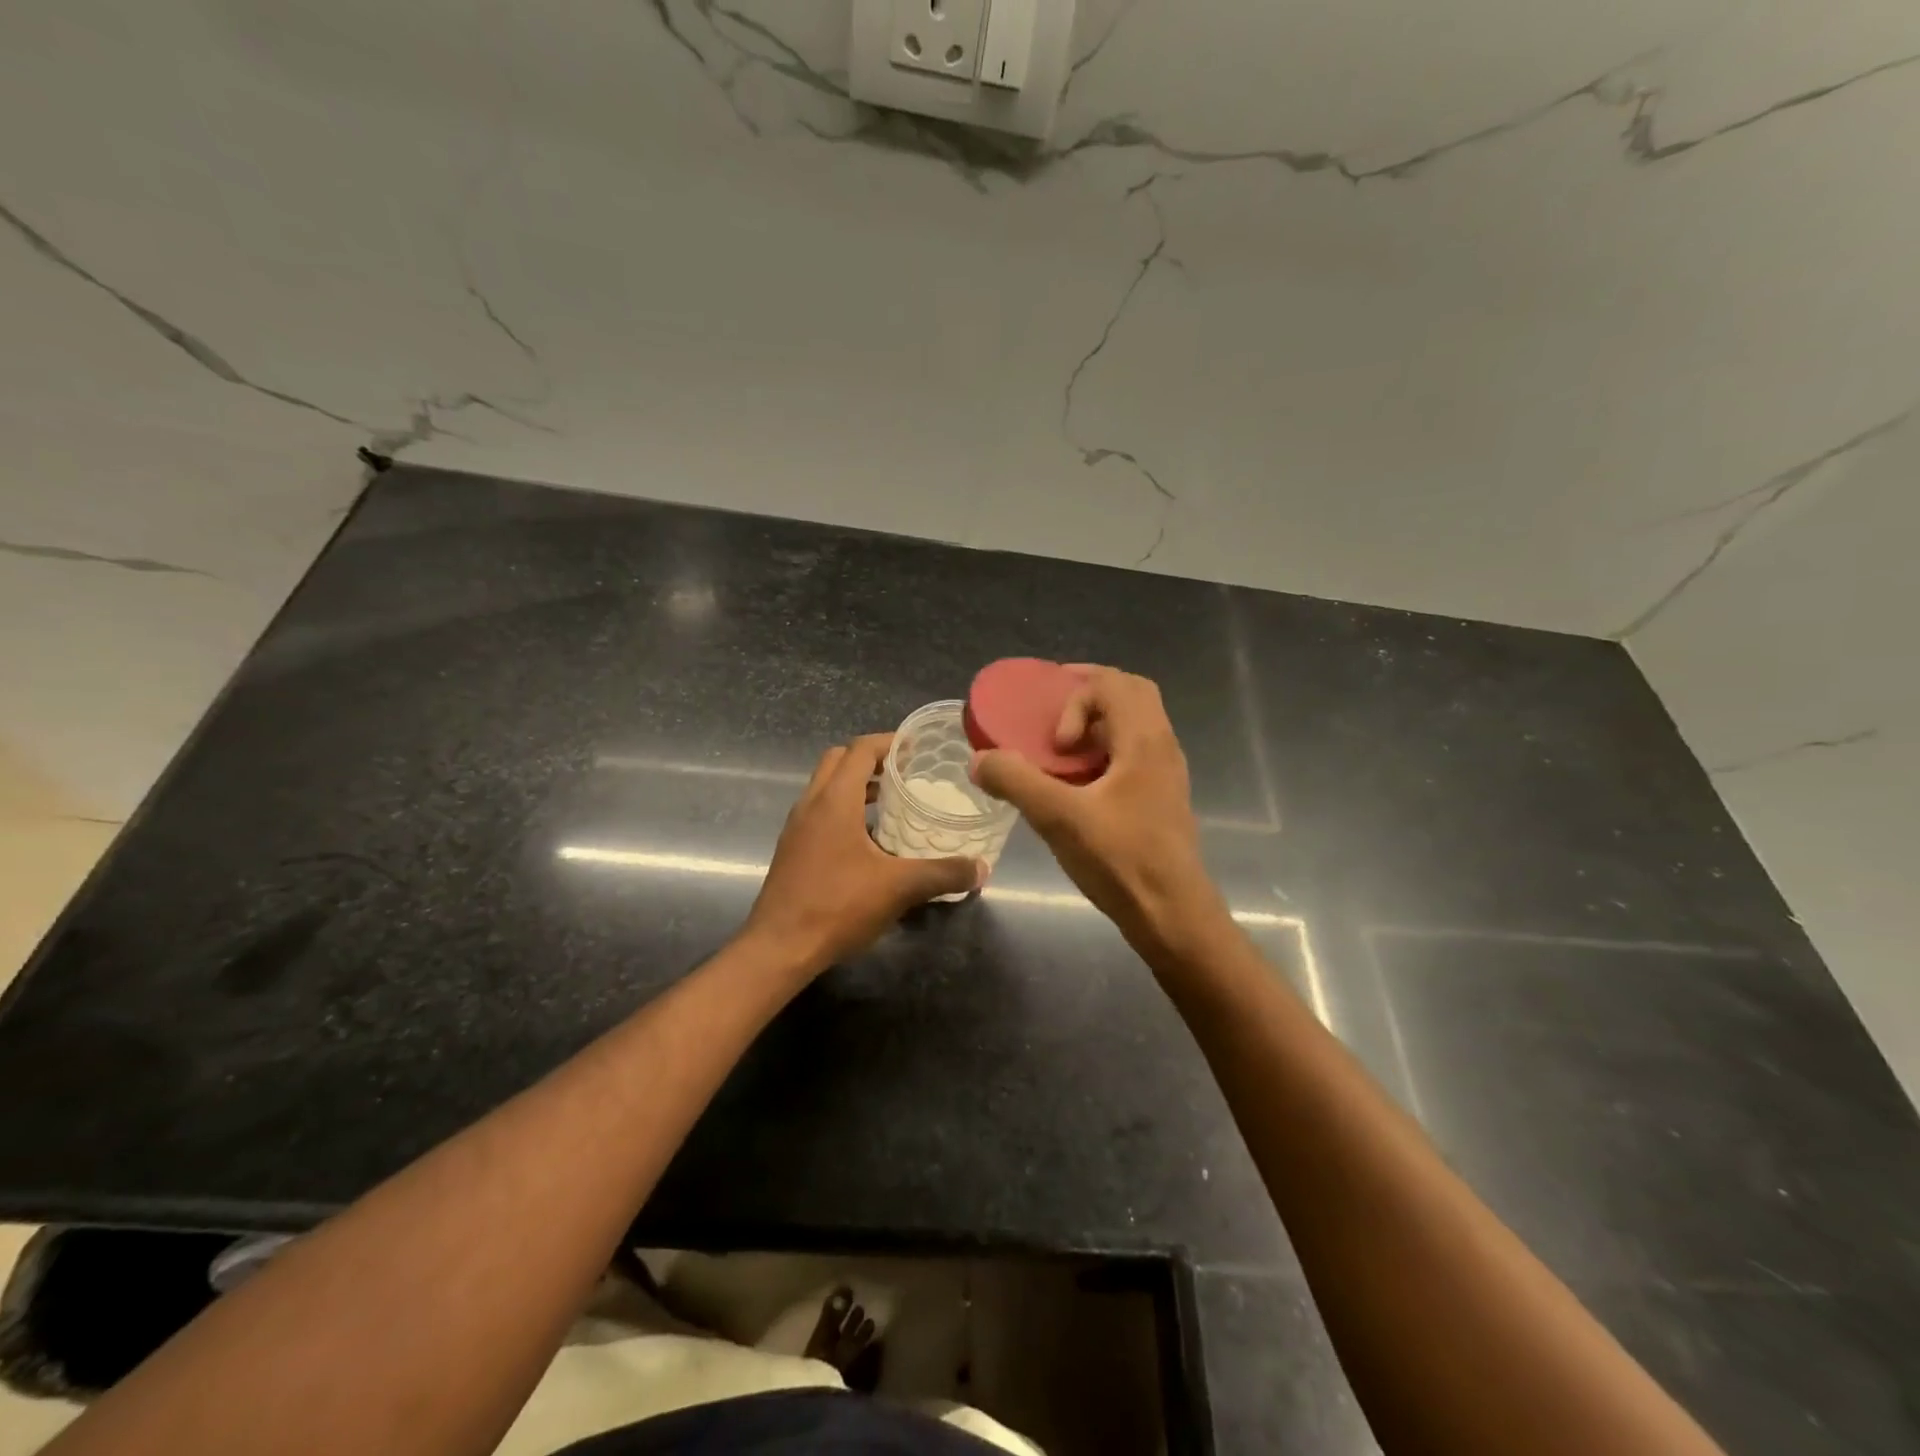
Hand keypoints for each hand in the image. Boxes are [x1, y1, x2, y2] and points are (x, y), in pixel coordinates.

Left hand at [745, 733, 981, 975]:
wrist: (779, 947)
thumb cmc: (837, 906)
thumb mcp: (899, 888)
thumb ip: (943, 874)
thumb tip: (981, 869)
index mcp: (834, 800)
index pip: (860, 750)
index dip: (889, 742)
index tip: (917, 748)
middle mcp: (811, 804)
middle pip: (838, 760)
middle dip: (871, 759)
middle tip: (905, 771)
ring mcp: (797, 827)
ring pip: (826, 787)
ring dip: (856, 785)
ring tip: (892, 801)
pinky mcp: (792, 849)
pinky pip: (820, 812)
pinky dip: (844, 810)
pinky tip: (870, 840)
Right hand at [970, 667, 1223, 953]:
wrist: (1172, 915)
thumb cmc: (1121, 861)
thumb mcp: (1059, 819)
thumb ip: (1016, 782)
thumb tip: (979, 759)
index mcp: (1144, 740)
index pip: (1112, 683)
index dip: (1075, 698)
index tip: (1055, 741)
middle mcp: (1162, 747)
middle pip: (1131, 693)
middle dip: (1089, 694)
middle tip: (1053, 714)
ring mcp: (1166, 773)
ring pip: (1135, 724)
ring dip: (1097, 724)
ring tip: (1061, 748)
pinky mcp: (1161, 798)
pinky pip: (1134, 752)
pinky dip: (1105, 750)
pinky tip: (1078, 785)